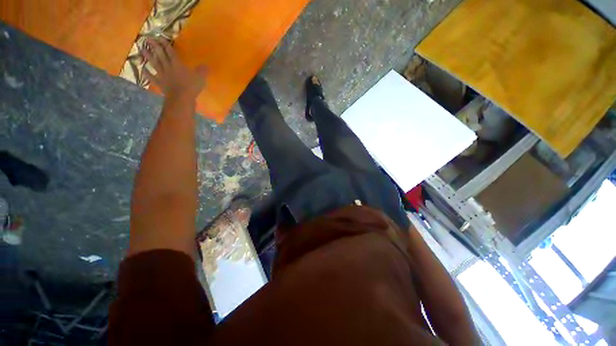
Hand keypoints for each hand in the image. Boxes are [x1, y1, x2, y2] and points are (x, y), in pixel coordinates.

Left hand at [141, 38, 206, 100]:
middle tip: (147, 38)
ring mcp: (162, 75)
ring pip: (154, 63)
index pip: (169, 51)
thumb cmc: (191, 87)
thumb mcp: (200, 78)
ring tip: (142, 49)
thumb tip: (206, 65)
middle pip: (159, 54)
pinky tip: (143, 69)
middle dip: (154, 46)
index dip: (165, 43)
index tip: (159, 36)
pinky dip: (147, 73)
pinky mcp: (160, 83)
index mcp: (177, 64)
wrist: (181, 99)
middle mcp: (167, 67)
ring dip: (147, 56)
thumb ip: (202, 70)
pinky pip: (152, 77)